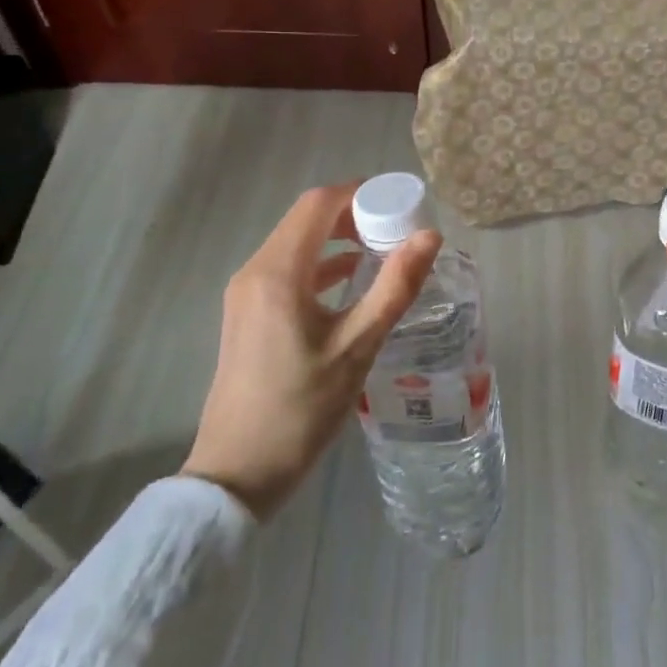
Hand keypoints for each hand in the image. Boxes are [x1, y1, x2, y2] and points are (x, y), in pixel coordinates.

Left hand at [182, 183, 440, 518]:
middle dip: (354, 214)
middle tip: (399, 226)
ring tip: (385, 249)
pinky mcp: (248, 314)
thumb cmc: (299, 409)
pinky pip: (289, 269)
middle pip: (307, 218)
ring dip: (339, 238)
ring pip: (297, 243)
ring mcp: (247, 293)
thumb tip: (430, 236)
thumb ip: (394, 287)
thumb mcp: (357, 347)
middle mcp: (256, 271)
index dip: (360, 193)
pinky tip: (353, 281)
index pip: (319, 204)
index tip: (401, 202)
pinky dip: (323, 264)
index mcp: (278, 272)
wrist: (236, 474)